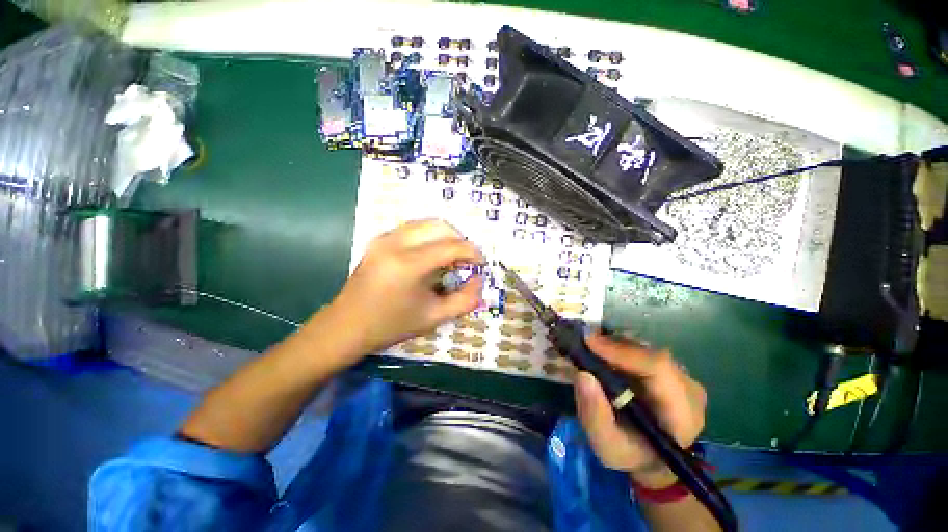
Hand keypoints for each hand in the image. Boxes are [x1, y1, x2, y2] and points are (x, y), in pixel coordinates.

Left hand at [329, 219, 483, 355]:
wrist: (347, 325)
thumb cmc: (392, 325)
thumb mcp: (435, 318)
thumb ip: (465, 300)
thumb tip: (479, 280)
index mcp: (409, 265)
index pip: (451, 247)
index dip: (472, 252)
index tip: (481, 263)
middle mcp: (395, 243)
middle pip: (440, 226)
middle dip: (459, 239)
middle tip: (465, 260)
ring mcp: (384, 238)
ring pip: (426, 223)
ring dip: (445, 235)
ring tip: (450, 256)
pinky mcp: (379, 239)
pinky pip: (412, 227)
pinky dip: (429, 235)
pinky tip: (431, 254)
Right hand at [574, 332, 706, 487]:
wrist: (651, 458)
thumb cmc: (630, 454)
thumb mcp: (607, 446)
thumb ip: (594, 415)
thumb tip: (583, 375)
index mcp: (682, 414)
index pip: (658, 369)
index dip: (622, 351)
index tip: (589, 342)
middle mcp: (689, 389)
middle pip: (650, 354)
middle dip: (613, 345)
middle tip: (583, 343)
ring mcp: (682, 377)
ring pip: (646, 348)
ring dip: (615, 345)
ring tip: (590, 350)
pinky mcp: (670, 369)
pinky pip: (644, 350)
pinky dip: (620, 347)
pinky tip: (603, 354)